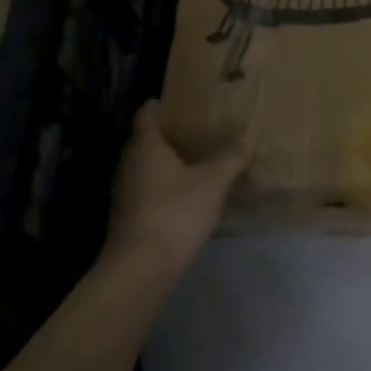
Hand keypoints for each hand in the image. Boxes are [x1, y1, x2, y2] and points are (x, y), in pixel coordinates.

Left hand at [104, 102, 248, 280]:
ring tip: (196, 162)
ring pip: (145, 168)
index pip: (146, 114)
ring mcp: (124, 193)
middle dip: (168, 135)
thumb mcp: (213, 182)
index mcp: (146, 146)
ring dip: (166, 164)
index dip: (161, 105)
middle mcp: (129, 164)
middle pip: (145, 140)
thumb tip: (246, 143)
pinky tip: (185, 196)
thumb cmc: (175, 212)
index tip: (181, 102)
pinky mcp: (128, 218)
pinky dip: (163, 188)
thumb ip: (231, 159)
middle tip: (197, 130)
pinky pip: (146, 191)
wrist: (141, 269)